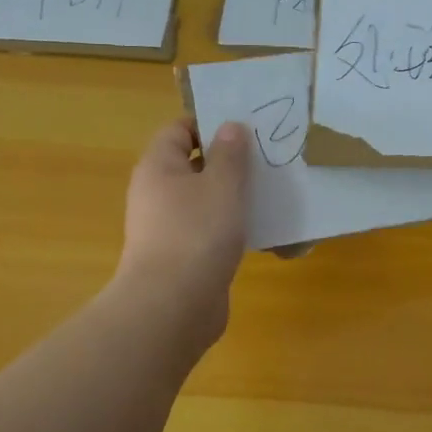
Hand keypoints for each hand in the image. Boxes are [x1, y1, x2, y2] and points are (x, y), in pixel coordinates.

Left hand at [115, 118, 251, 344]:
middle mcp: (158, 193)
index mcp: (159, 167)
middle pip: (195, 164)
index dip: (211, 123)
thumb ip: (230, 154)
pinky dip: (234, 225)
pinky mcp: (185, 255)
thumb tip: (230, 126)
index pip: (180, 129)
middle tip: (268, 157)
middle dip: (231, 160)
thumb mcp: (221, 185)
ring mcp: (170, 226)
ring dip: (236, 195)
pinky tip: (264, 228)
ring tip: (273, 189)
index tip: (247, 127)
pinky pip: (211, 229)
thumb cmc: (196, 233)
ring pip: (206, 199)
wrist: (173, 307)